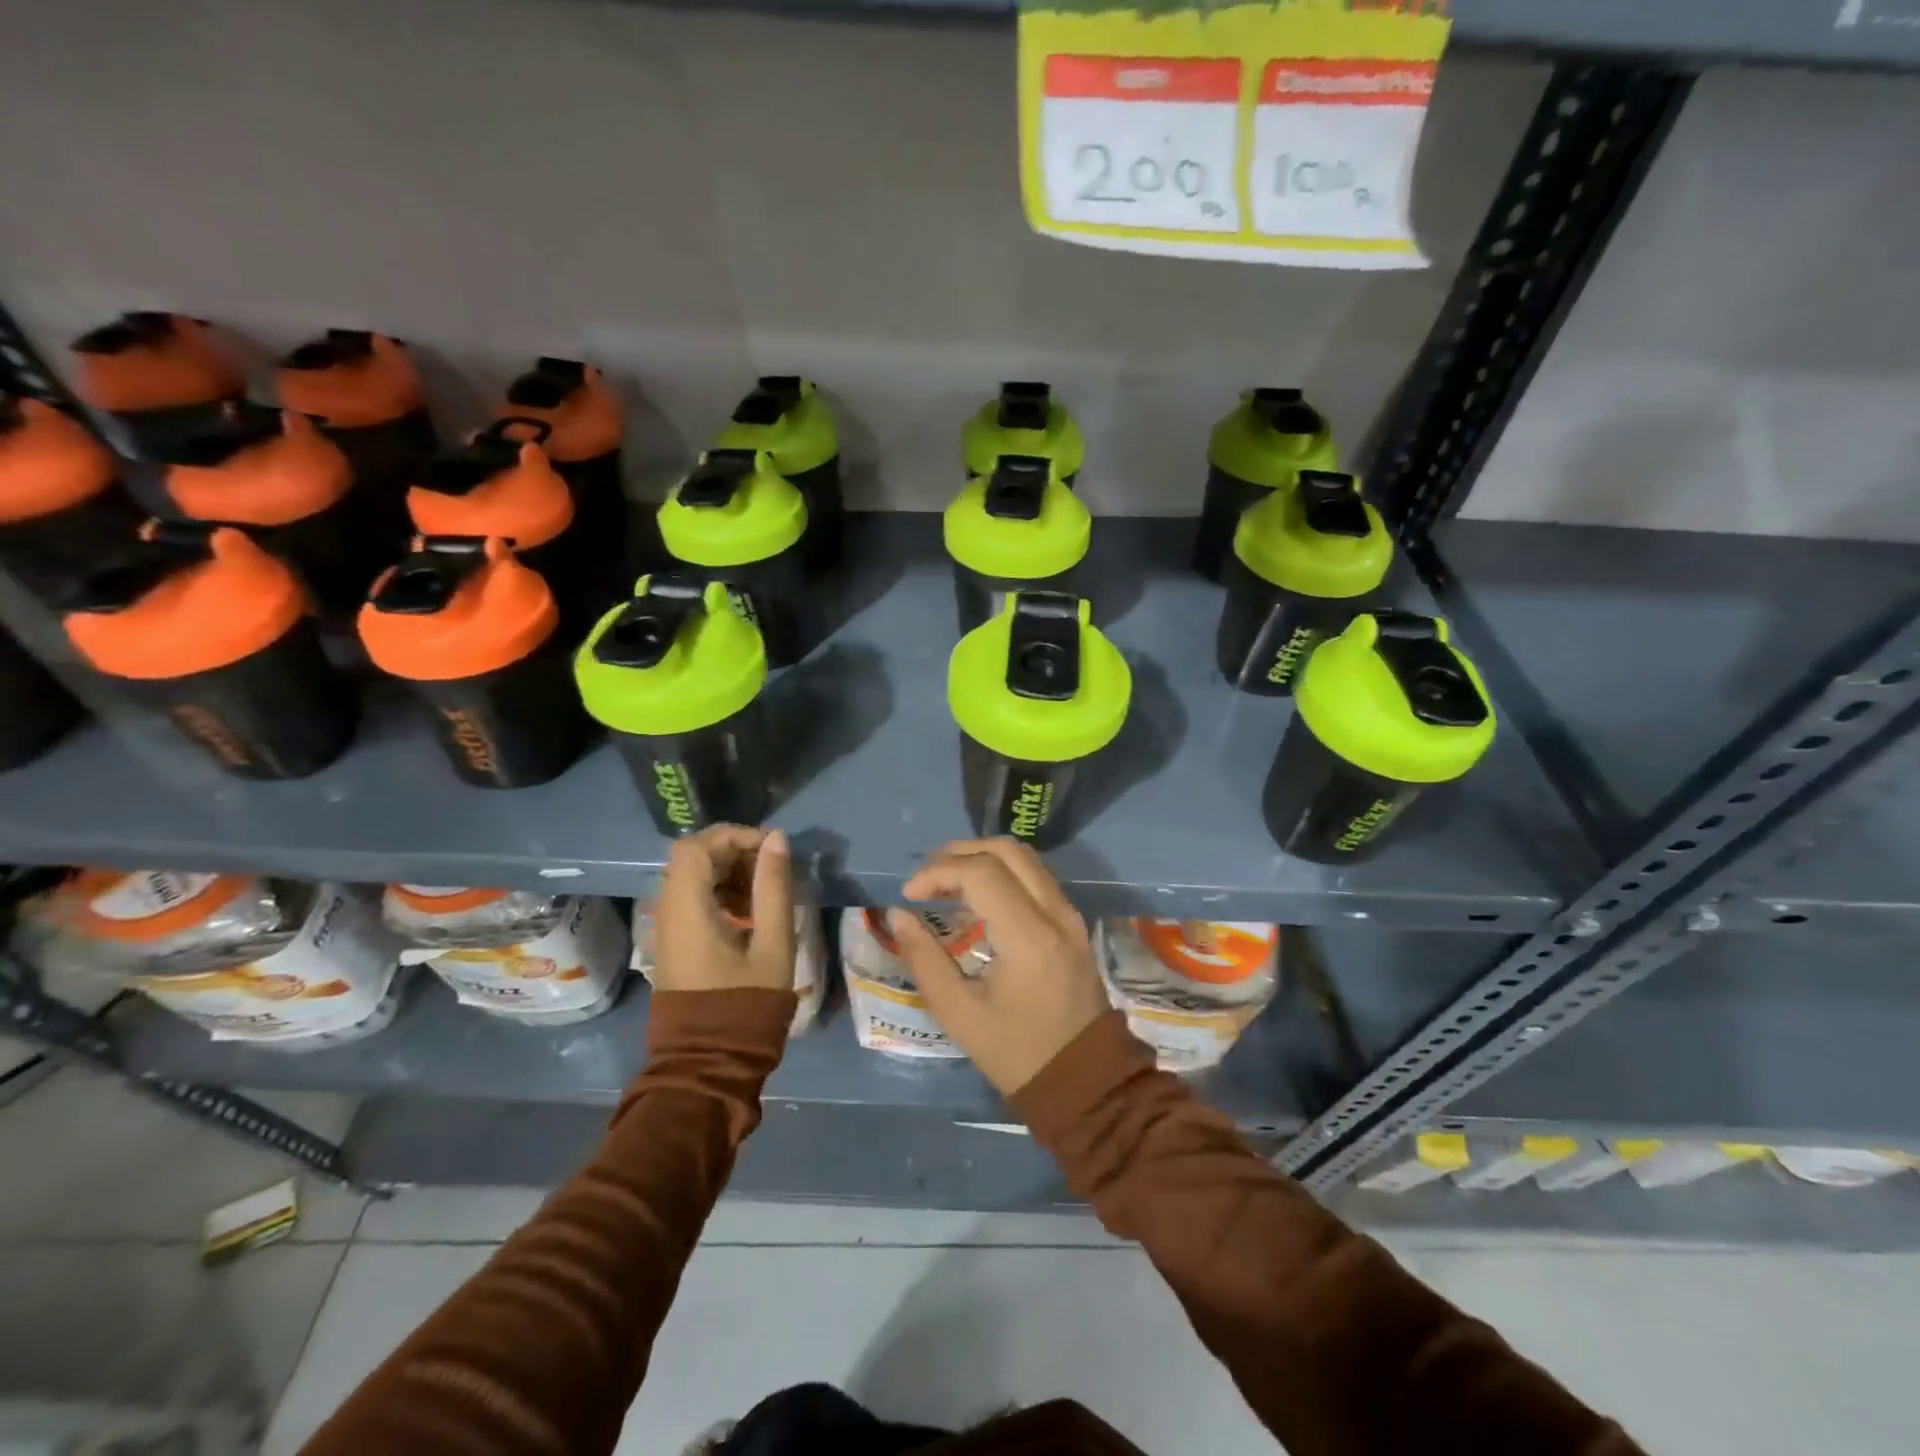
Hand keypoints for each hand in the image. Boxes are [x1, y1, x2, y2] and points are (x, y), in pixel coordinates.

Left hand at [651, 825, 795, 992]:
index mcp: (687, 909)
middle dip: (734, 852)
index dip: (734, 835)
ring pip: (693, 877)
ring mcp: (668, 929)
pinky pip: (692, 900)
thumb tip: (776, 839)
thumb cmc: (746, 1004)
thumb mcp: (772, 943)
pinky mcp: (675, 943)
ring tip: (764, 891)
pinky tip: (749, 913)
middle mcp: (668, 912)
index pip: (697, 846)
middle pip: (693, 858)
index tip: (771, 848)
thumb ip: (773, 887)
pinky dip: (720, 893)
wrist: (709, 1063)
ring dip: (728, 872)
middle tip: (771, 867)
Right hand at [890, 838, 1109, 1095]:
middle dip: (960, 853)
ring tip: (946, 884)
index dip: (938, 872)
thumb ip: (925, 959)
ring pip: (1024, 858)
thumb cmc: (1017, 1052)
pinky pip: (1035, 877)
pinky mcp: (1072, 922)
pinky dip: (1002, 874)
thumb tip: (898, 915)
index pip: (981, 872)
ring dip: (982, 859)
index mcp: (1029, 936)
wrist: (1085, 1081)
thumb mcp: (960, 1014)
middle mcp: (1055, 913)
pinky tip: (976, 901)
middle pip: (1007, 850)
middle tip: (927, 878)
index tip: (910, 895)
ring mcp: (1069, 914)